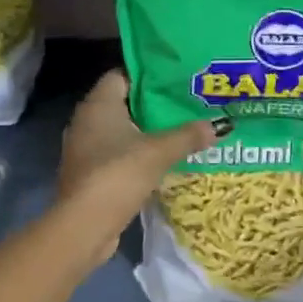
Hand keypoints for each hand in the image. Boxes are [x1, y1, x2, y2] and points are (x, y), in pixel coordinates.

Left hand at [52, 70, 226, 269]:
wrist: (84, 227)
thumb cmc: (118, 174)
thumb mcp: (159, 152)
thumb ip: (188, 135)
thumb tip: (219, 125)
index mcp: (98, 104)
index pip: (121, 74)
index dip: (148, 74)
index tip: (175, 78)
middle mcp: (86, 121)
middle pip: (123, 103)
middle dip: (152, 104)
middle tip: (184, 103)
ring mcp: (84, 149)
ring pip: (120, 130)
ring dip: (145, 131)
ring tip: (178, 130)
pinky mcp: (88, 173)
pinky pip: (116, 153)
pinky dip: (136, 154)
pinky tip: (161, 159)